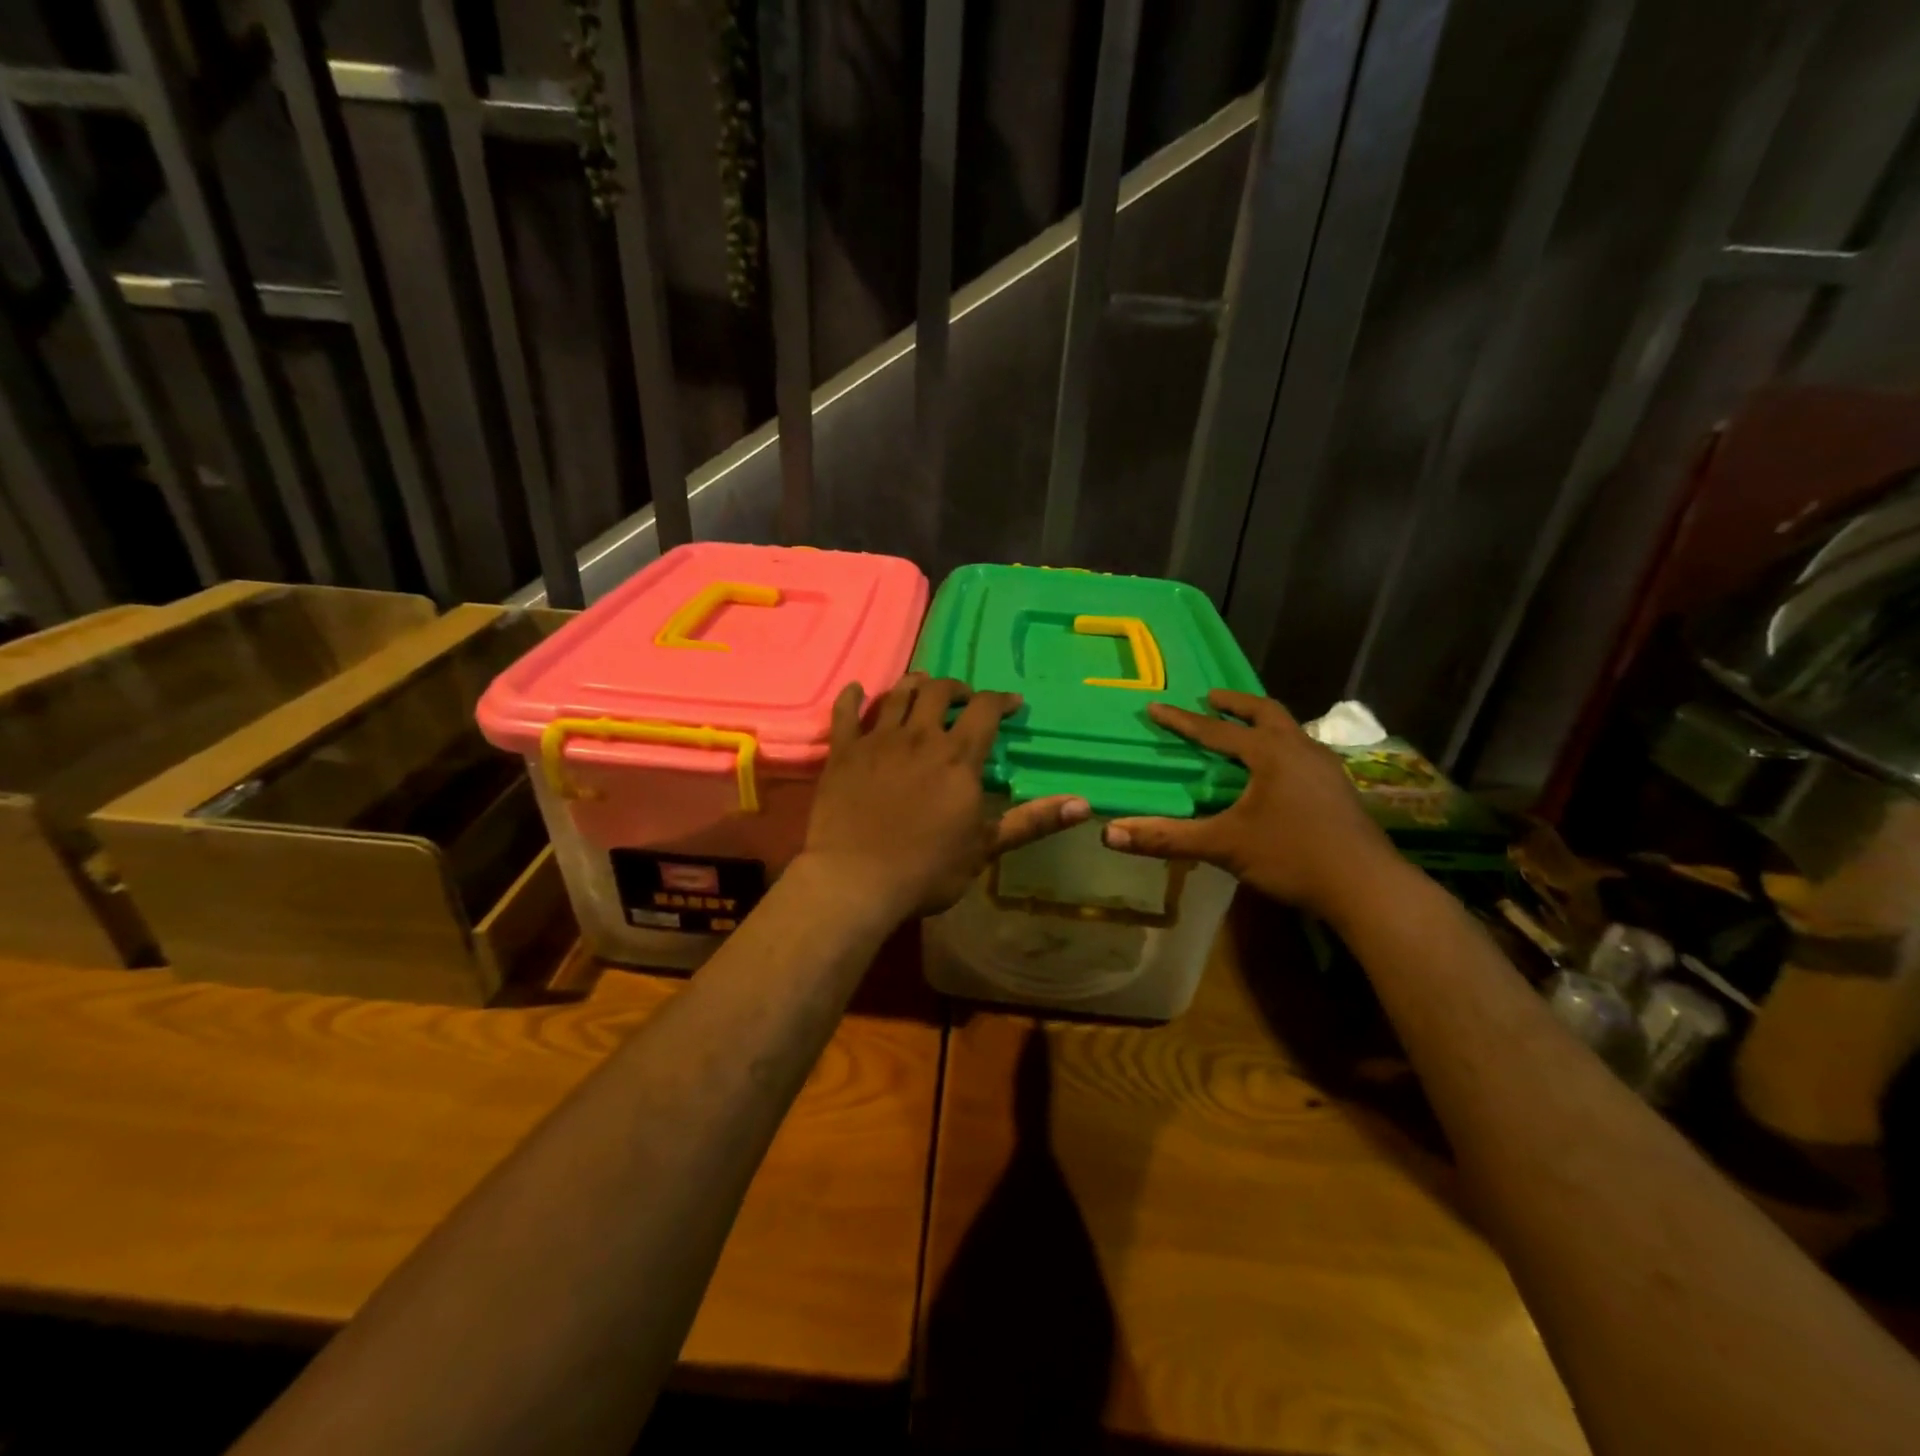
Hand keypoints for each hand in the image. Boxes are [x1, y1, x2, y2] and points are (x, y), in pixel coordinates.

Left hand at [800, 674, 1089, 920]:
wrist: (855, 880)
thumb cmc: (926, 869)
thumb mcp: (985, 848)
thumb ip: (1031, 822)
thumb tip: (1084, 805)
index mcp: (957, 757)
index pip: (984, 710)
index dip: (1000, 700)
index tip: (1010, 703)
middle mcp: (919, 737)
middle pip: (938, 691)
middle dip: (956, 688)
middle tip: (963, 698)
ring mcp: (877, 741)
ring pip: (898, 694)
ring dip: (914, 684)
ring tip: (922, 687)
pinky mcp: (843, 753)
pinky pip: (846, 713)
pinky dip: (853, 697)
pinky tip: (858, 690)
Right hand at [1102, 689, 1399, 919]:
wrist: (1367, 887)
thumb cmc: (1292, 856)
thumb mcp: (1224, 845)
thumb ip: (1167, 837)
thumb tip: (1110, 833)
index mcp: (1271, 753)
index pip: (1216, 730)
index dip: (1182, 721)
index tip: (1156, 706)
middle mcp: (1300, 750)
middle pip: (1267, 712)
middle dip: (1236, 704)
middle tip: (1212, 698)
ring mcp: (1326, 768)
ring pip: (1291, 731)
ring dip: (1264, 724)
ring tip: (1245, 730)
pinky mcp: (1338, 789)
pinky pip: (1304, 752)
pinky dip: (1282, 747)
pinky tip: (1278, 772)